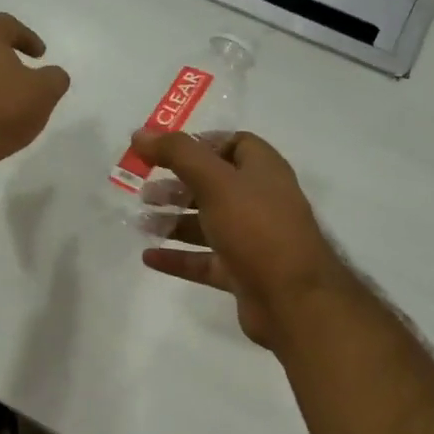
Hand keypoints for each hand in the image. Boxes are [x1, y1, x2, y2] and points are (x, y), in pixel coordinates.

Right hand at [133, 129, 359, 348]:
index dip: (200, 144)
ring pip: (207, 224)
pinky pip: (205, 260)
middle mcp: (260, 201)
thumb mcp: (215, 182)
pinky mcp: (243, 273)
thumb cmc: (256, 228)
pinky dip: (178, 257)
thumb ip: (177, 154)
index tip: (164, 152)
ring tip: (140, 222)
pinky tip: (149, 257)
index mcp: (263, 171)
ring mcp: (252, 239)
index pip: (235, 144)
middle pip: (214, 185)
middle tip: (144, 191)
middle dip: (178, 185)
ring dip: (174, 221)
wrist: (293, 300)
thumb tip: (141, 133)